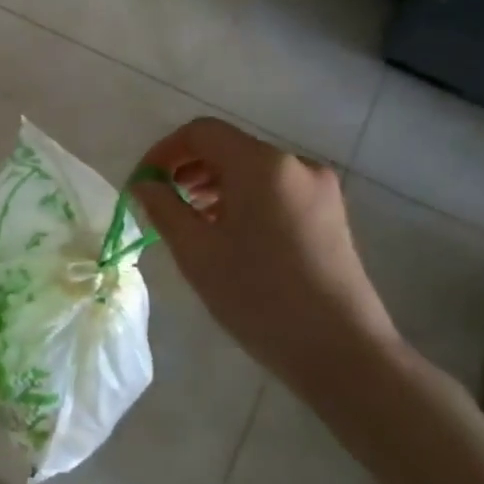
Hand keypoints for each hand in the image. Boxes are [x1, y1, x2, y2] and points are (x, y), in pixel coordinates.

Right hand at [133, 119, 404, 397]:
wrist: (341, 350)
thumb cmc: (258, 296)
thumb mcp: (196, 251)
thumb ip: (162, 207)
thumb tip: (143, 183)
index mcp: (262, 165)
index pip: (201, 133)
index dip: (164, 151)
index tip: (142, 183)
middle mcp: (295, 164)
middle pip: (228, 147)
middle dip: (187, 168)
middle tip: (160, 202)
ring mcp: (319, 188)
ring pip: (251, 169)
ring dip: (213, 185)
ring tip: (190, 220)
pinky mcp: (330, 213)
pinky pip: (274, 189)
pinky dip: (242, 198)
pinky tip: (227, 232)